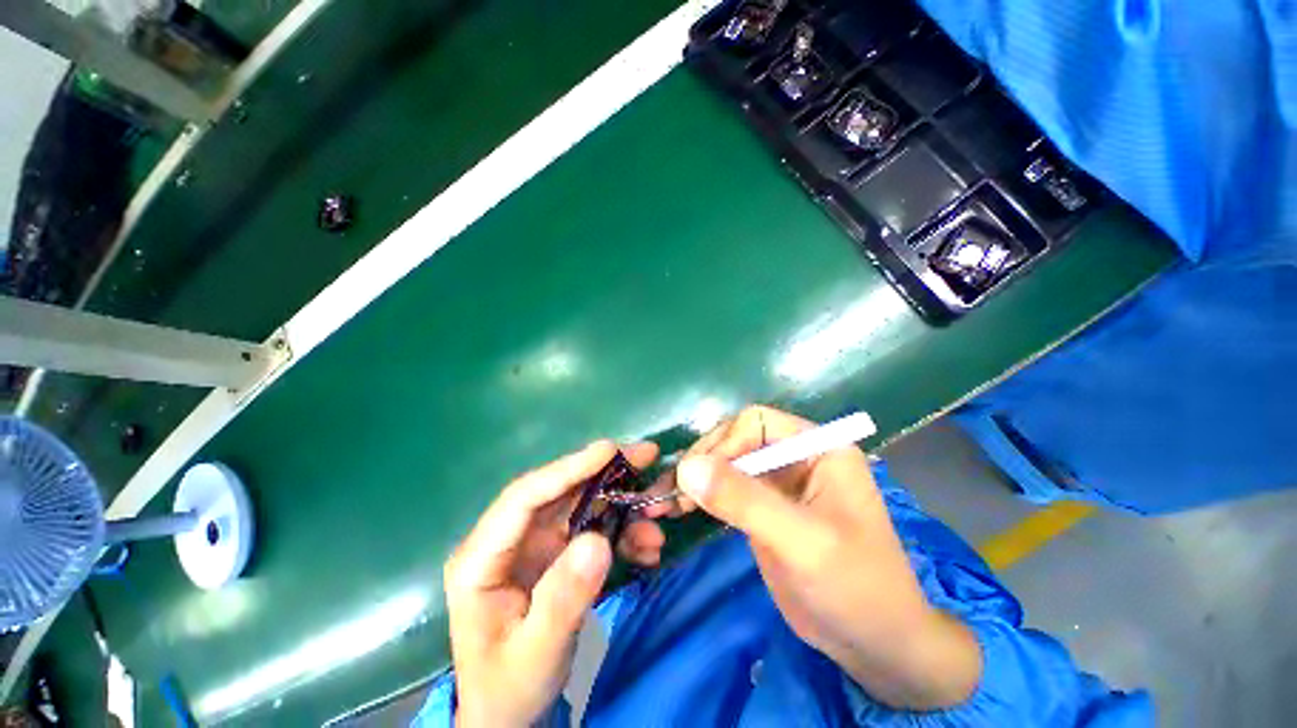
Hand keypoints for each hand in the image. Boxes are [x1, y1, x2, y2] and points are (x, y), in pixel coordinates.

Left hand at [444, 440, 662, 726]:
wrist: (508, 714)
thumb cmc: (509, 687)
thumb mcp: (537, 652)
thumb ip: (564, 598)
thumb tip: (598, 540)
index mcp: (482, 558)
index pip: (524, 497)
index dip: (567, 469)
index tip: (608, 450)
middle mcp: (509, 539)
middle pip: (559, 492)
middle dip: (605, 474)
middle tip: (647, 457)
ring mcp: (534, 544)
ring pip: (582, 507)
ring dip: (622, 506)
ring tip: (657, 516)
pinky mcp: (556, 553)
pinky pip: (593, 529)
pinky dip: (622, 532)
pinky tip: (646, 547)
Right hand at [645, 406, 980, 709]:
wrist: (874, 646)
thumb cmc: (855, 587)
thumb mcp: (801, 541)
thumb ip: (744, 500)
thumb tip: (686, 467)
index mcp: (817, 447)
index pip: (756, 422)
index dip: (724, 443)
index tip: (698, 477)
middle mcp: (795, 456)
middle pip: (735, 439)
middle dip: (703, 461)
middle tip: (673, 492)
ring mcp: (776, 483)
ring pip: (725, 463)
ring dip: (695, 478)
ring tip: (667, 501)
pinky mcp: (762, 508)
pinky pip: (725, 490)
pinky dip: (701, 496)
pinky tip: (679, 508)